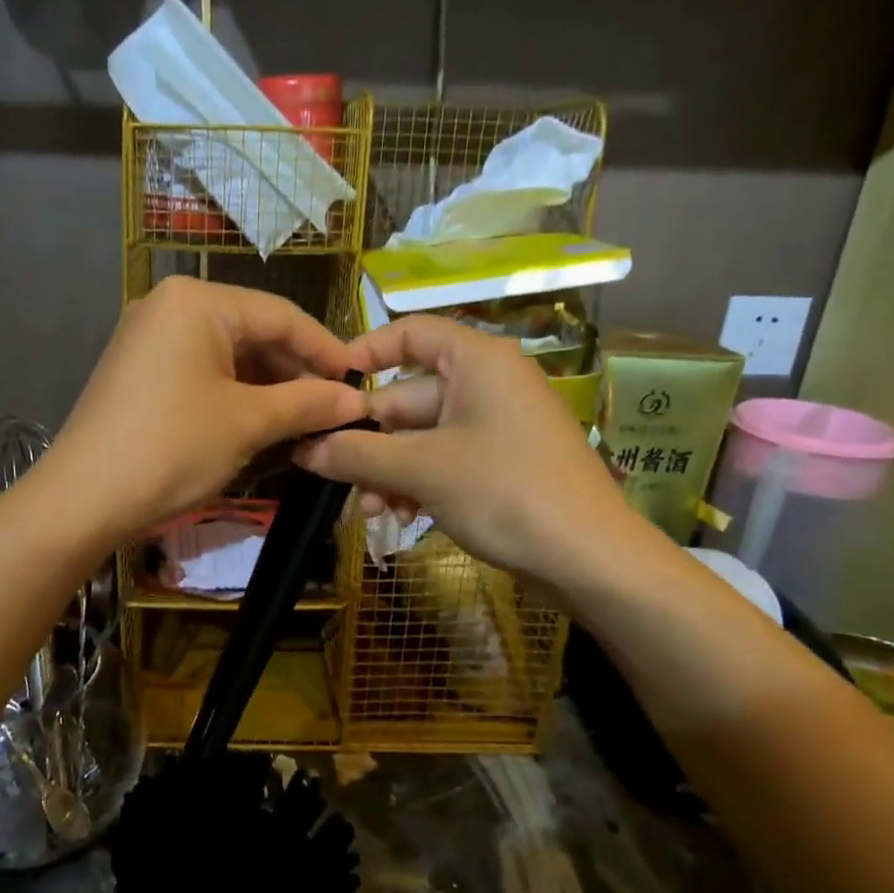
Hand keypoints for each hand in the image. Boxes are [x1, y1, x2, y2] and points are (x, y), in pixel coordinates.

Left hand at [44, 278, 367, 540]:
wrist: (82, 500)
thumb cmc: (172, 449)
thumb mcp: (247, 424)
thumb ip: (307, 404)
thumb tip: (357, 400)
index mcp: (197, 301)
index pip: (282, 315)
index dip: (326, 349)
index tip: (360, 381)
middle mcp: (169, 305)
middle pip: (253, 330)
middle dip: (296, 371)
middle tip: (334, 407)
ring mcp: (148, 336)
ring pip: (227, 353)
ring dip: (268, 385)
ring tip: (304, 419)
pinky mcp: (138, 369)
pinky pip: (200, 369)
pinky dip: (234, 392)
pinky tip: (261, 420)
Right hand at [296, 315, 639, 588]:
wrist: (590, 559)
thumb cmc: (505, 492)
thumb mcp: (421, 470)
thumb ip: (356, 454)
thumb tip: (303, 448)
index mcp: (476, 361)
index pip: (410, 333)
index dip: (364, 352)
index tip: (326, 386)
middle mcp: (486, 384)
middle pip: (406, 397)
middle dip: (369, 441)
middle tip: (333, 475)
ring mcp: (495, 426)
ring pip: (420, 437)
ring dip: (387, 471)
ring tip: (369, 511)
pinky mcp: (500, 464)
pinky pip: (442, 461)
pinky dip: (416, 484)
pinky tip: (399, 517)